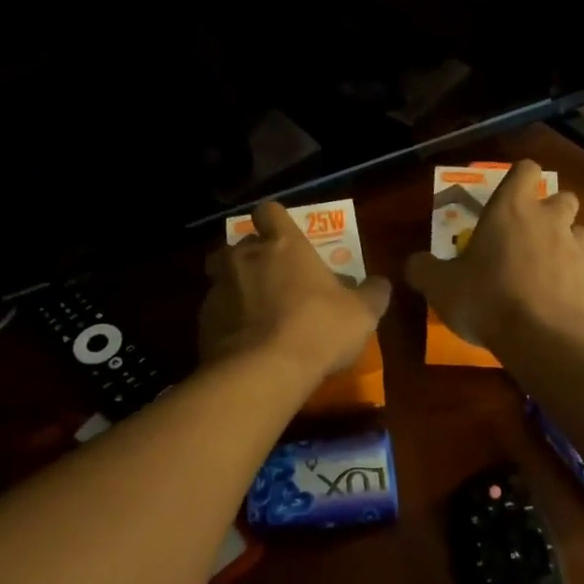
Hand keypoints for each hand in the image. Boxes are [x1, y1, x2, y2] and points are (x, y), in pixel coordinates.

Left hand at [201, 201, 392, 376]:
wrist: (262, 372)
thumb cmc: (318, 329)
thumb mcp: (362, 313)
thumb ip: (372, 293)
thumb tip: (380, 284)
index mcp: (283, 245)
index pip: (269, 211)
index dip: (276, 221)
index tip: (285, 237)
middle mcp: (245, 256)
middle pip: (242, 244)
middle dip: (255, 257)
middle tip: (275, 280)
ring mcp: (219, 287)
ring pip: (222, 275)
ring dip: (237, 286)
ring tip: (256, 310)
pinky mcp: (203, 320)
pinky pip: (216, 310)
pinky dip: (228, 320)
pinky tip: (244, 341)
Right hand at [404, 159, 583, 353]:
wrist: (545, 338)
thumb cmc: (488, 298)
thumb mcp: (441, 287)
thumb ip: (424, 270)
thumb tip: (415, 263)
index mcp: (512, 208)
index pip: (526, 170)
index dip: (519, 179)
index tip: (506, 197)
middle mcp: (549, 219)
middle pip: (562, 197)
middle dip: (549, 210)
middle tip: (525, 235)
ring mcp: (576, 248)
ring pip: (578, 231)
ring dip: (564, 242)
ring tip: (543, 266)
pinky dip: (571, 277)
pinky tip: (553, 298)